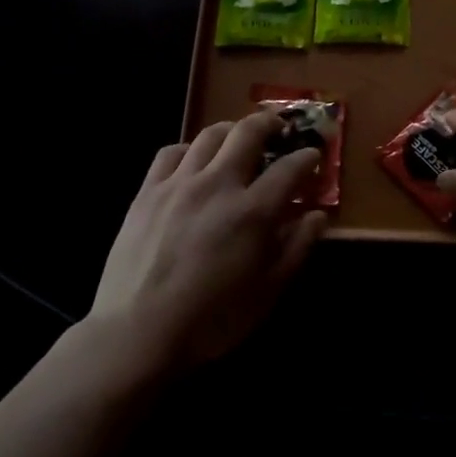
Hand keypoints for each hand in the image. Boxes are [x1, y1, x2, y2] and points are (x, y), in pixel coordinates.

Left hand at [88, 112, 328, 370]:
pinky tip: (194, 161)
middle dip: (271, 123)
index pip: (290, 168)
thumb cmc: (211, 320)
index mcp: (253, 211)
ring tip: (239, 137)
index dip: (307, 158)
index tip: (313, 157)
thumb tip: (317, 216)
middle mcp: (218, 184)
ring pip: (210, 135)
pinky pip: (171, 152)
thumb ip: (296, 248)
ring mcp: (179, 183)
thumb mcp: (267, 292)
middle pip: (249, 132)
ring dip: (232, 130)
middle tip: (280, 128)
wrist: (137, 333)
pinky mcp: (148, 191)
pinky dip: (190, 149)